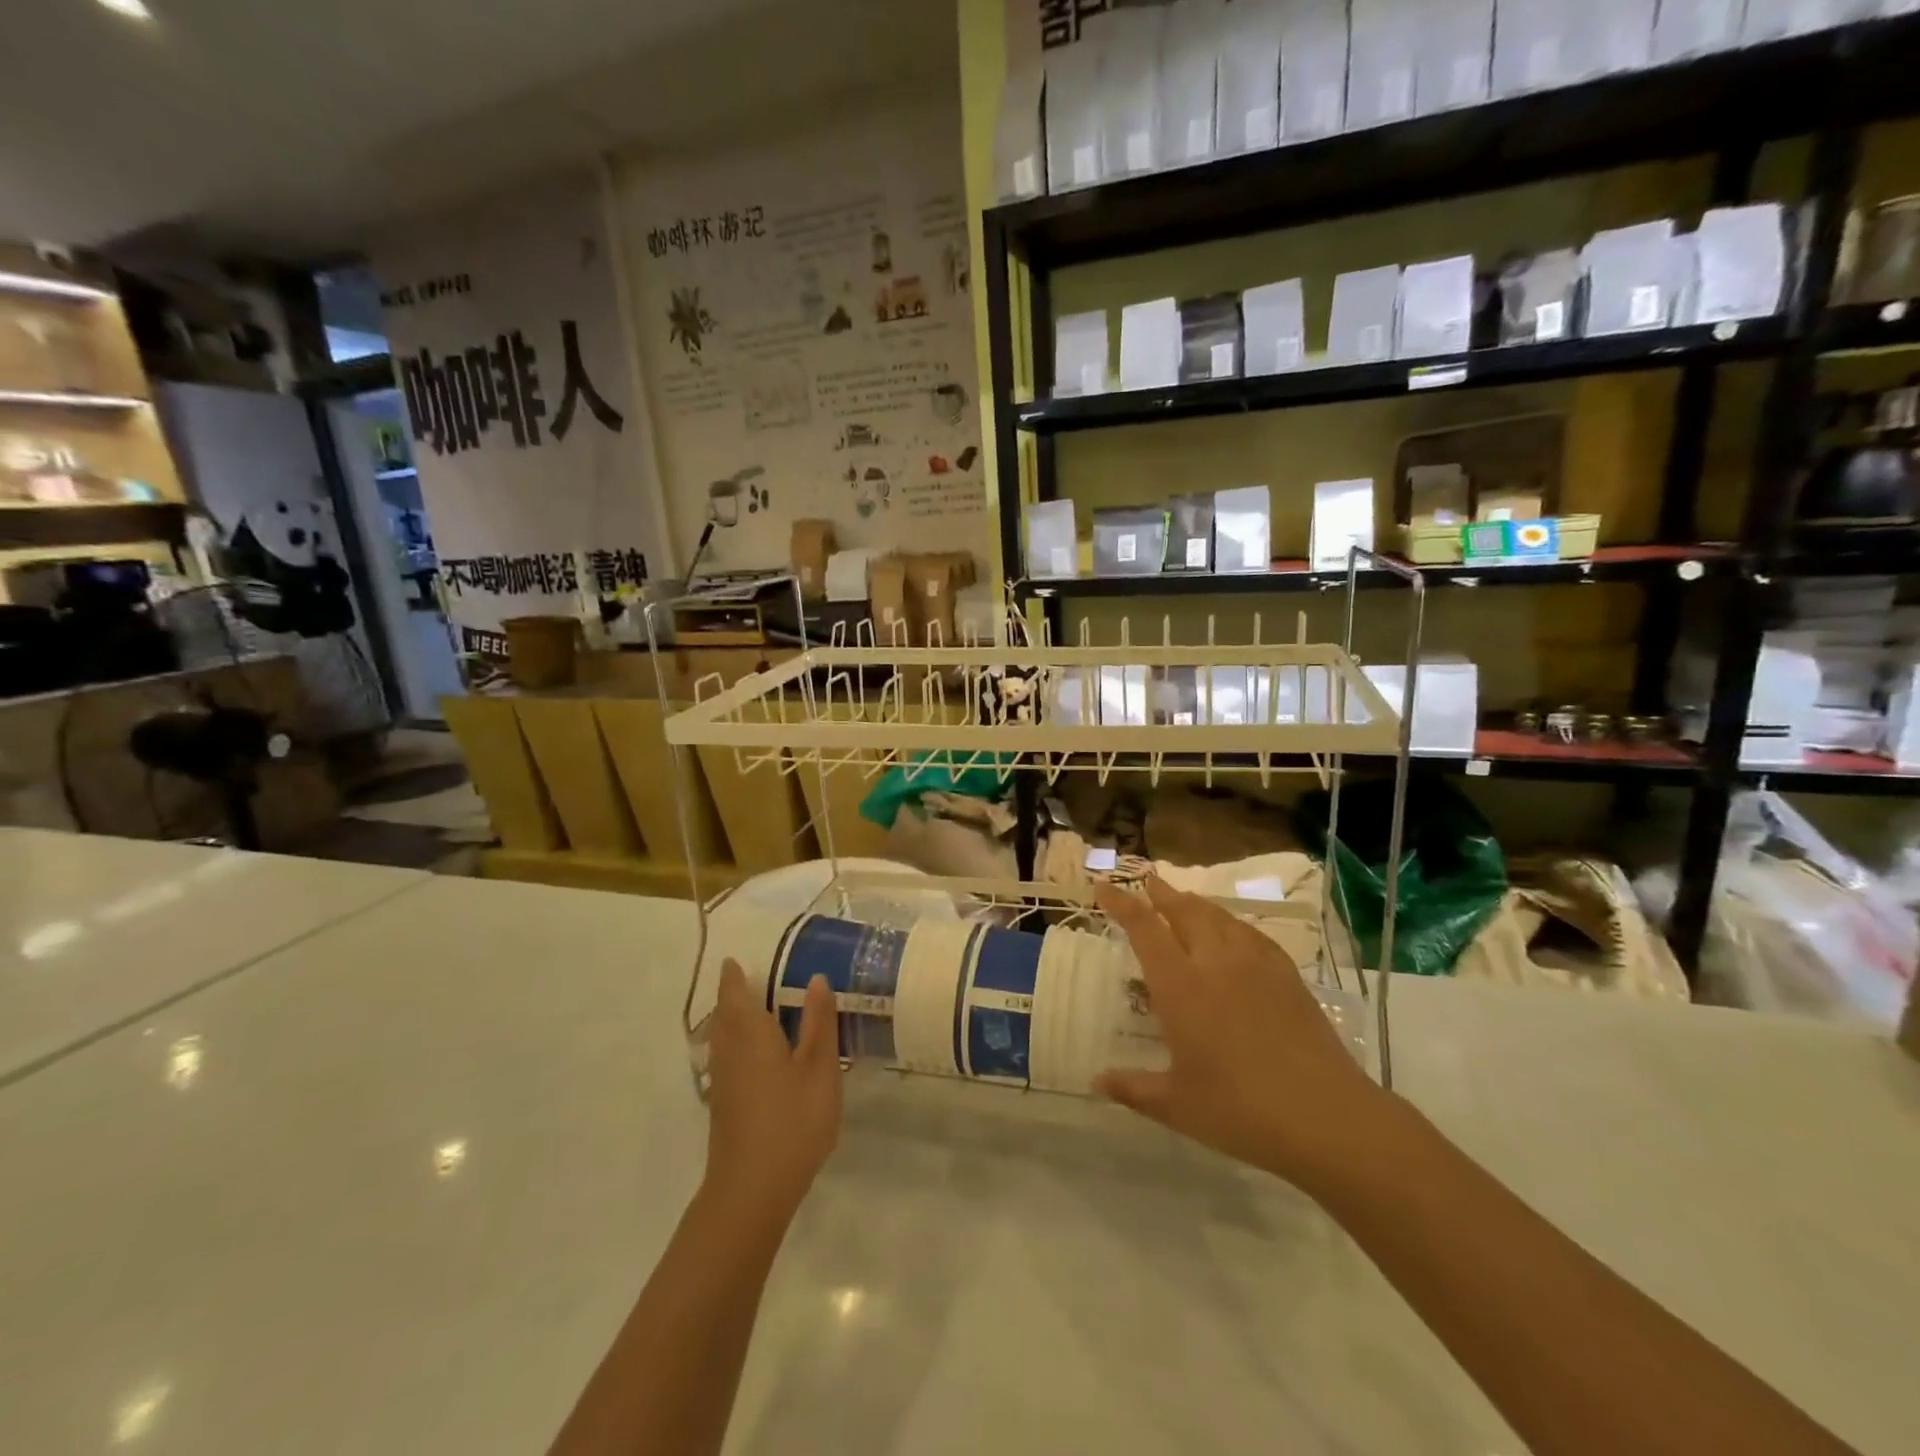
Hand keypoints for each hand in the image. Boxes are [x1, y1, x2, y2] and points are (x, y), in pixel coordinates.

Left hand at [702, 960, 841, 1222]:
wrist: (751, 1191)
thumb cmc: (792, 1120)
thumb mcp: (819, 1068)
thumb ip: (819, 1022)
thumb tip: (816, 979)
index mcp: (751, 1033)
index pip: (735, 993)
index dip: (734, 976)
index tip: (735, 960)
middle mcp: (729, 1051)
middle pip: (724, 1015)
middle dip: (732, 997)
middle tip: (749, 981)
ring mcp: (722, 1082)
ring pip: (722, 1039)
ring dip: (732, 1021)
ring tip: (754, 1014)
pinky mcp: (723, 1108)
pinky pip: (726, 1060)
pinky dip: (736, 1046)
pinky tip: (755, 1060)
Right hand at [1093, 878, 1395, 1188]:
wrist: (1325, 1117)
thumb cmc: (1240, 1111)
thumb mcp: (1177, 1106)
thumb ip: (1133, 1089)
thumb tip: (1095, 1081)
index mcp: (1180, 987)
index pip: (1144, 929)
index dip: (1121, 903)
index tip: (1104, 884)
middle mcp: (1214, 964)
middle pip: (1184, 911)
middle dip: (1162, 893)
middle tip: (1148, 881)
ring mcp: (1255, 965)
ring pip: (1219, 917)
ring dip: (1196, 904)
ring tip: (1185, 900)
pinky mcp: (1287, 976)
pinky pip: (1252, 934)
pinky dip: (1232, 923)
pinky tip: (1234, 932)